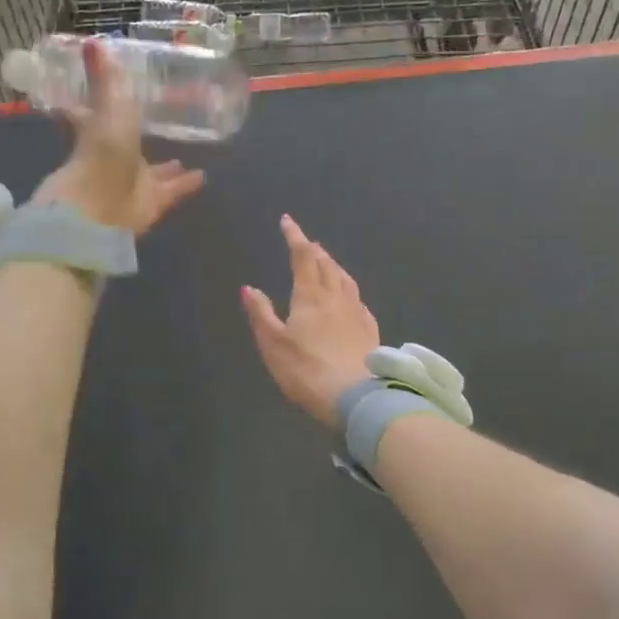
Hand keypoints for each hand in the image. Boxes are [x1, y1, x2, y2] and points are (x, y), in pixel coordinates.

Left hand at [34, 39, 205, 232]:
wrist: (102, 206)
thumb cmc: (101, 152)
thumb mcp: (107, 107)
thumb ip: (105, 79)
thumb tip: (92, 40)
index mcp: (96, 133)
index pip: (91, 115)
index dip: (97, 104)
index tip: (109, 94)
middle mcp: (113, 158)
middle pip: (127, 146)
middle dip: (139, 137)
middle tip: (157, 125)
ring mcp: (132, 183)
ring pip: (151, 172)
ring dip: (165, 166)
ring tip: (182, 155)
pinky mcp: (152, 202)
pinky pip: (172, 191)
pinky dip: (186, 184)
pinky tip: (203, 176)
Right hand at [241, 215, 380, 427]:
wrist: (357, 397)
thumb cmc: (307, 371)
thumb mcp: (273, 344)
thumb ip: (261, 314)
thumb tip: (248, 287)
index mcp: (310, 296)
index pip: (302, 257)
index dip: (295, 236)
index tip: (288, 221)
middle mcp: (336, 298)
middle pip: (327, 265)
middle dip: (315, 250)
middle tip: (307, 242)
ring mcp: (357, 313)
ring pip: (346, 280)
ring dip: (334, 266)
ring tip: (328, 262)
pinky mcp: (370, 331)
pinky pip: (359, 301)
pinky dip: (350, 291)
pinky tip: (351, 298)